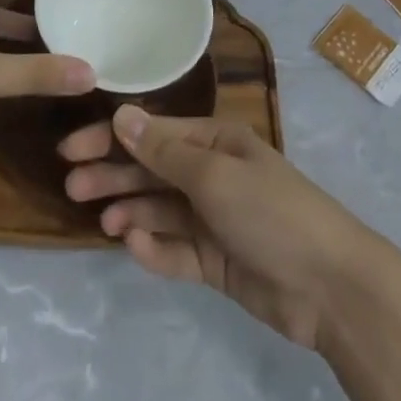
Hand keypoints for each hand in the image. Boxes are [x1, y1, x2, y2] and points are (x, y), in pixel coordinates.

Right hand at [60, 106, 381, 350]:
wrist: (329, 286)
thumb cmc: (271, 212)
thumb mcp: (214, 175)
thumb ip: (164, 152)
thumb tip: (122, 115)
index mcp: (215, 142)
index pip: (153, 134)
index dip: (111, 138)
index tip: (70, 150)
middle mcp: (211, 174)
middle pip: (151, 171)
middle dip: (113, 174)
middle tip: (72, 187)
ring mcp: (212, 219)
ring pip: (159, 209)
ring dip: (130, 210)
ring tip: (101, 219)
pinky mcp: (214, 261)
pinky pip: (174, 250)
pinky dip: (154, 248)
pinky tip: (135, 246)